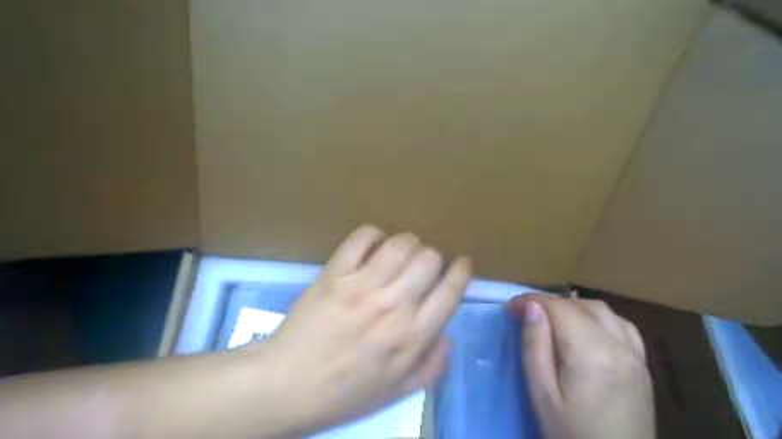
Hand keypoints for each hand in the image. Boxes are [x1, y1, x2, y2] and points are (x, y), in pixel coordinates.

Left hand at [258, 227, 469, 435]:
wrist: (288, 385)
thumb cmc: (345, 392)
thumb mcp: (397, 392)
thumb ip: (432, 366)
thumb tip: (449, 335)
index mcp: (412, 337)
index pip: (450, 291)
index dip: (461, 270)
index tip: (460, 263)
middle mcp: (392, 306)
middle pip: (428, 259)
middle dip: (433, 257)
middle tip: (423, 265)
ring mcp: (361, 286)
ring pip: (400, 244)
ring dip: (407, 243)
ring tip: (400, 253)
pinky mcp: (335, 274)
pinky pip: (362, 238)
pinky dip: (374, 234)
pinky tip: (374, 245)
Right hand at [508, 295, 654, 437]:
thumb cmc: (571, 433)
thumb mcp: (541, 393)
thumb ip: (535, 346)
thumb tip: (532, 307)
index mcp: (590, 353)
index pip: (558, 308)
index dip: (531, 301)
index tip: (510, 308)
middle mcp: (617, 345)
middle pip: (579, 305)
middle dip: (549, 303)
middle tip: (527, 315)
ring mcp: (635, 354)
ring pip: (602, 310)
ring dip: (573, 307)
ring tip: (553, 321)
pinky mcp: (643, 365)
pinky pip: (622, 324)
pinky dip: (598, 317)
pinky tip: (587, 330)